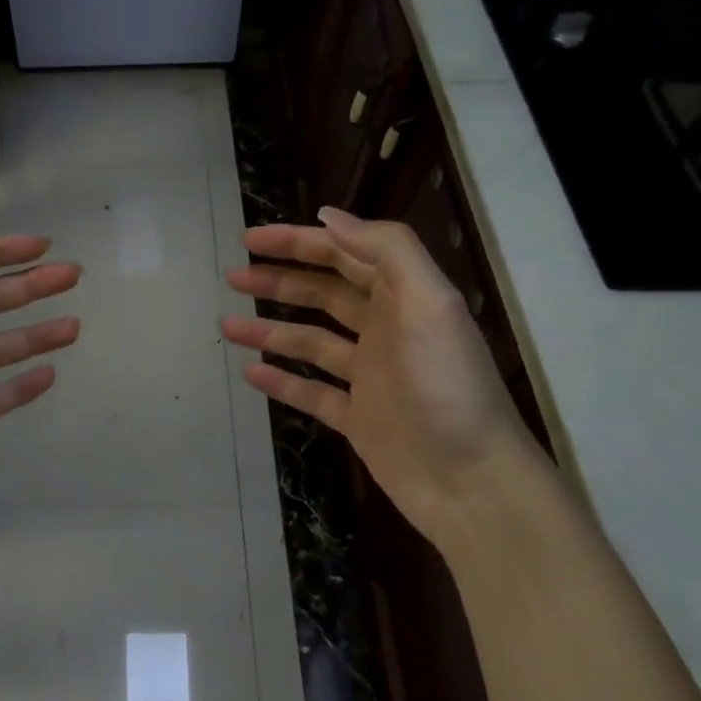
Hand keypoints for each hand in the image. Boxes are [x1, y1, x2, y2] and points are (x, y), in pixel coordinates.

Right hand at [221, 207, 541, 534]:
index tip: (252, 240)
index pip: (344, 254)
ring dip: (270, 329)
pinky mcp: (358, 418)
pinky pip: (312, 392)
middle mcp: (385, 330)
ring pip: (310, 341)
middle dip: (278, 280)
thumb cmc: (448, 387)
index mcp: (403, 298)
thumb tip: (329, 216)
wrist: (472, 483)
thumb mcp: (430, 305)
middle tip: (232, 275)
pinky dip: (282, 381)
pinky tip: (251, 373)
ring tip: (228, 325)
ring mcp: (369, 376)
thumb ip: (388, 250)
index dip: (298, 242)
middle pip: (323, 293)